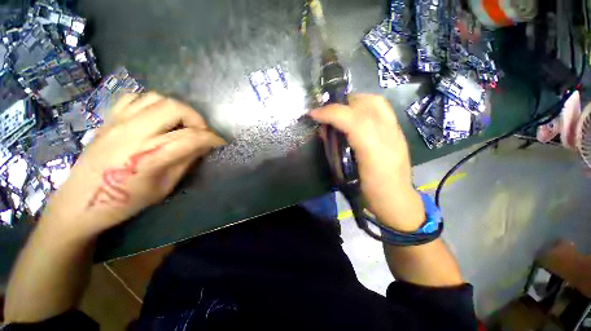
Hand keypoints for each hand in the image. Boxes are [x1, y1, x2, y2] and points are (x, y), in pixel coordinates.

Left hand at [41, 93, 224, 239]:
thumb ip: (185, 162)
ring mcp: (117, 122)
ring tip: (181, 124)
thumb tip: (203, 147)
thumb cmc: (124, 202)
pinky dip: (152, 103)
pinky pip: (134, 97)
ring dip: (176, 109)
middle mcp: (132, 133)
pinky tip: (156, 117)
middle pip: (174, 108)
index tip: (221, 143)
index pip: (190, 138)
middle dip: (196, 118)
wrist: (79, 203)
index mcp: (147, 157)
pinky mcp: (108, 119)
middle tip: (201, 132)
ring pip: (156, 98)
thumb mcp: (164, 187)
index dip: (212, 138)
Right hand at [310, 94, 424, 231]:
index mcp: (374, 150)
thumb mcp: (347, 176)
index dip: (330, 112)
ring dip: (354, 101)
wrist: (397, 201)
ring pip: (376, 102)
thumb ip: (335, 152)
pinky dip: (365, 105)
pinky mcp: (398, 132)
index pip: (352, 119)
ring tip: (340, 110)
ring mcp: (396, 131)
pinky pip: (382, 109)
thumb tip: (325, 132)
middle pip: (365, 104)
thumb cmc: (370, 193)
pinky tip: (356, 116)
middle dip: (341, 103)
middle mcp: (388, 135)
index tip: (313, 114)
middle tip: (326, 112)